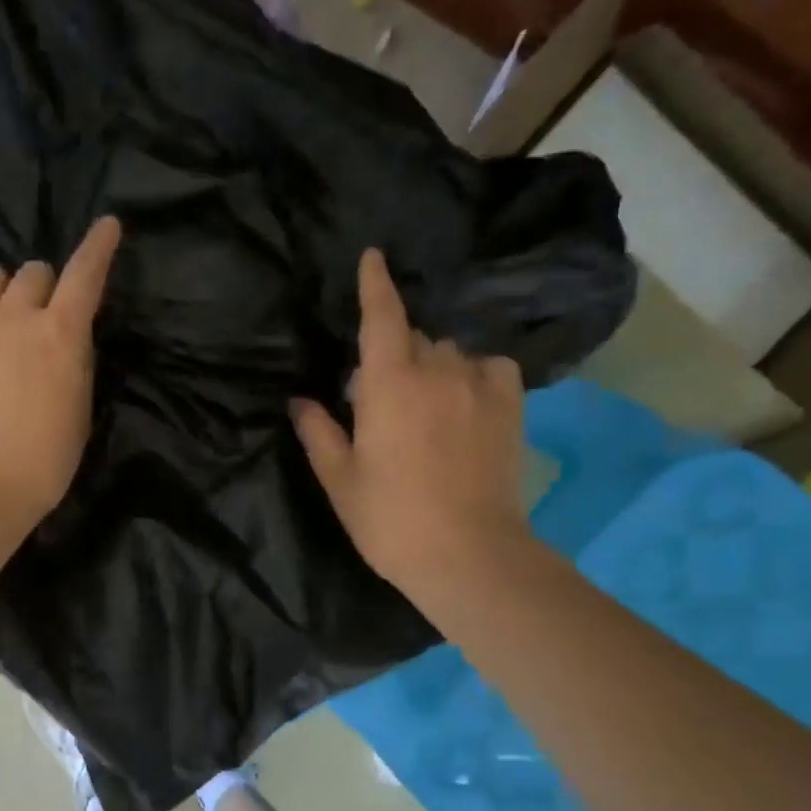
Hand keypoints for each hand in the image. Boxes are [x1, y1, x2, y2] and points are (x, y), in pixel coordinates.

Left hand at [0, 216, 121, 527]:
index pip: (86, 273)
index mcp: (61, 333)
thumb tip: (66, 341)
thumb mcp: (78, 408)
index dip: (99, 246)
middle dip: (42, 287)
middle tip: (39, 317)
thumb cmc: (44, 460)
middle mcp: (15, 315)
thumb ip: (74, 362)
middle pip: (33, 270)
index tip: (108, 225)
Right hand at [292, 247, 527, 610]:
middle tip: (379, 396)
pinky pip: (490, 367)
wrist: (468, 554)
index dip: (375, 283)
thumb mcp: (340, 478)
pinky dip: (473, 373)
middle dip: (392, 352)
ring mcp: (479, 385)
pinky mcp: (510, 406)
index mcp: (387, 384)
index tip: (373, 256)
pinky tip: (465, 398)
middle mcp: (436, 370)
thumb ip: (318, 432)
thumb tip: (300, 401)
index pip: (381, 316)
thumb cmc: (390, 518)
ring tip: (425, 402)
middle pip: (412, 337)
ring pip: (449, 352)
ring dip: (431, 365)